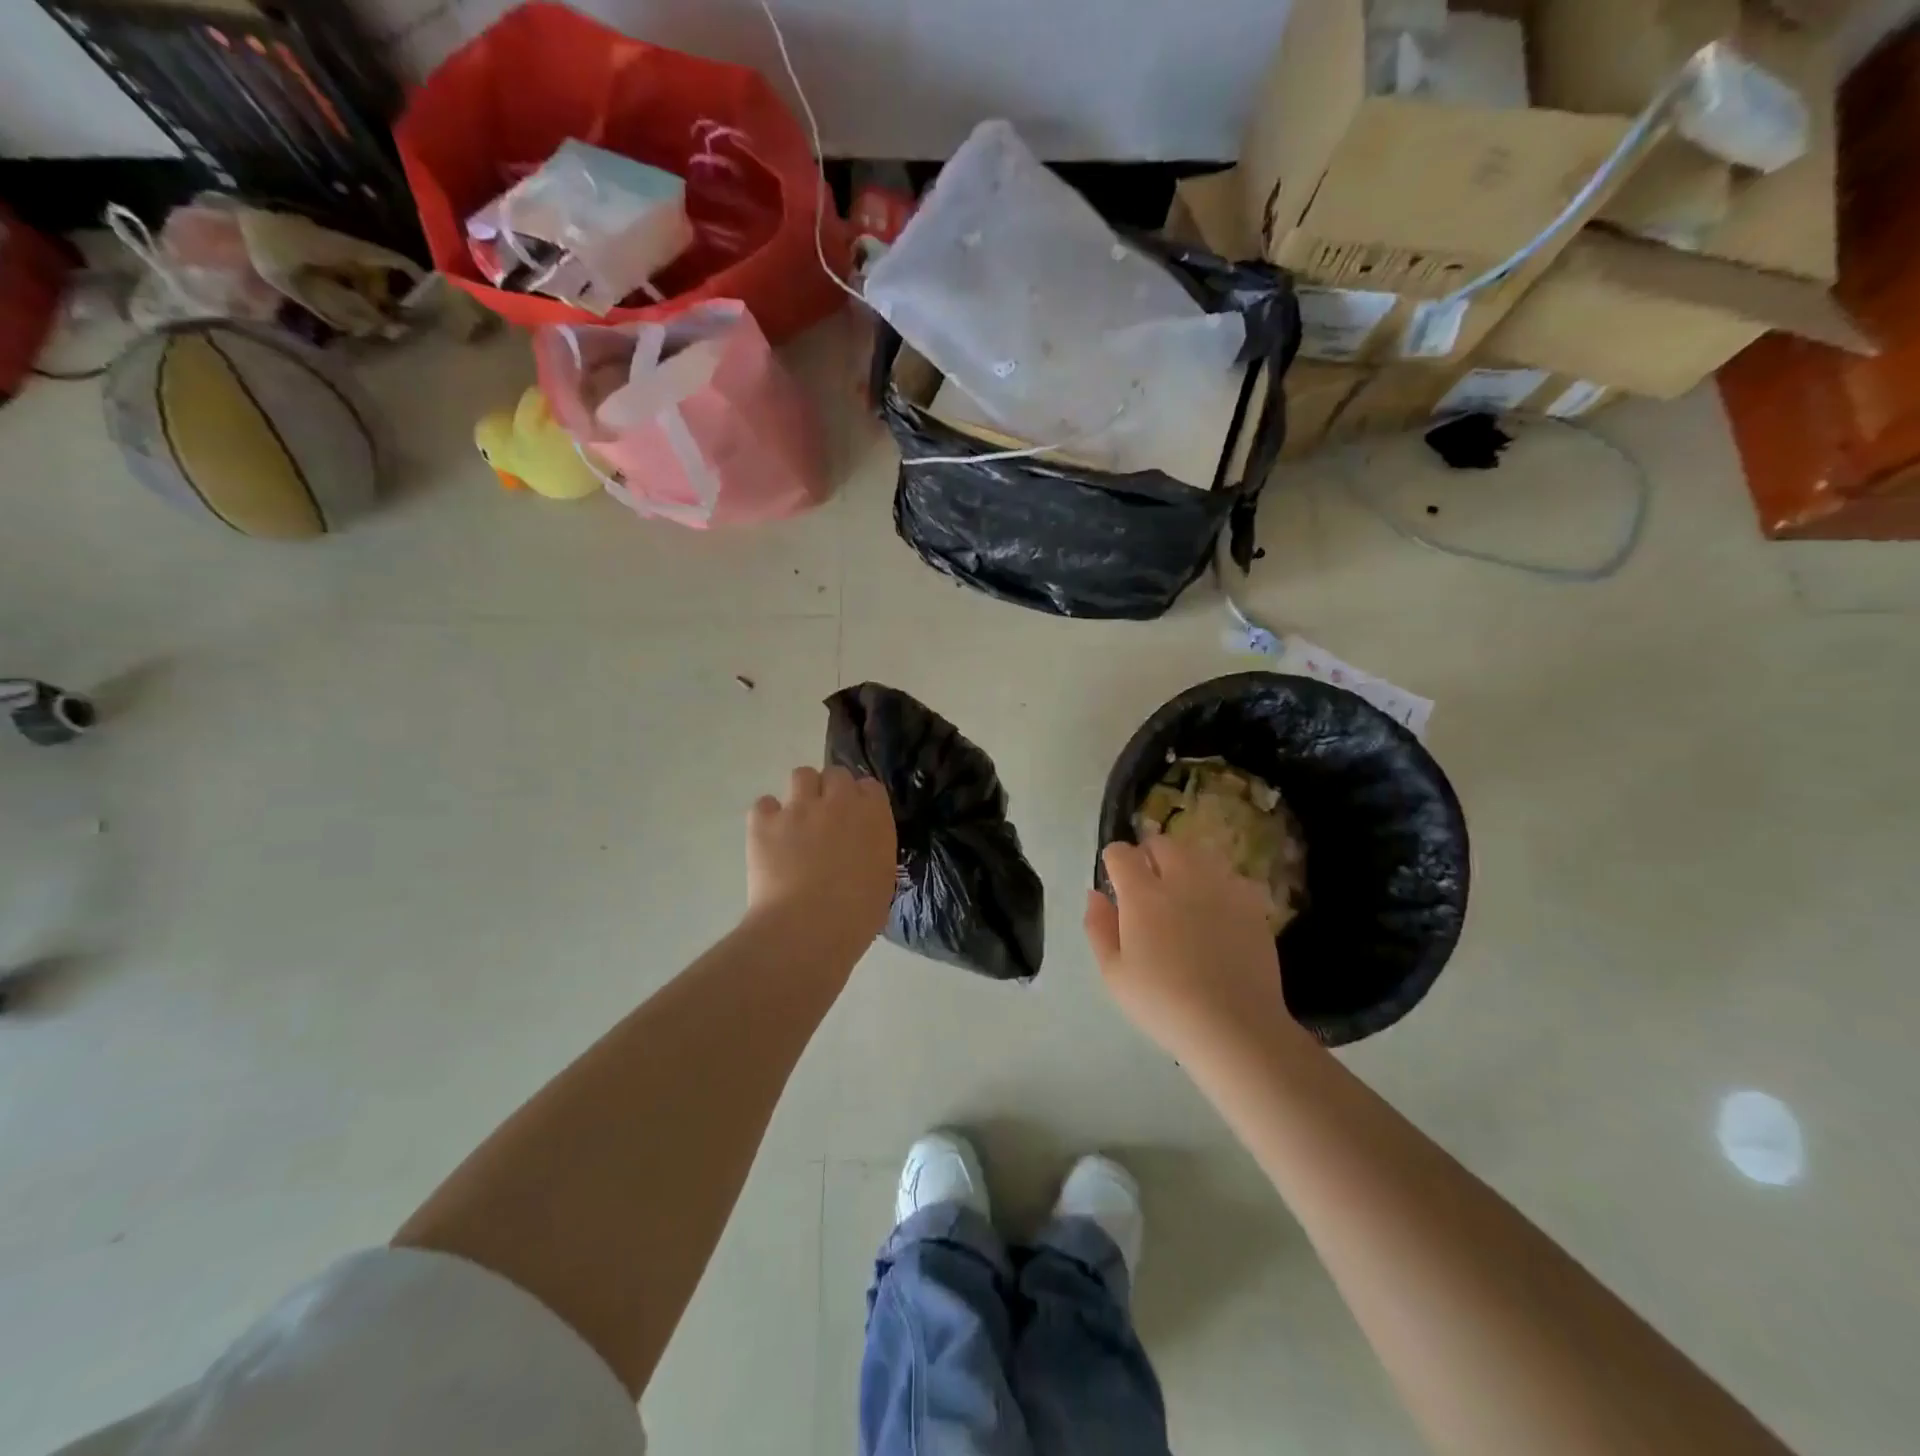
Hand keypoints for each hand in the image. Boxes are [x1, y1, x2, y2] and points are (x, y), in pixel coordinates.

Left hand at [747, 766, 896, 956]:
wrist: (808, 928)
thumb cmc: (856, 916)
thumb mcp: (881, 881)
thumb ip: (874, 853)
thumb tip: (861, 853)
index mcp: (873, 816)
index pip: (870, 787)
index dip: (861, 801)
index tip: (856, 820)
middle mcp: (839, 801)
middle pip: (835, 774)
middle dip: (831, 791)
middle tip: (826, 819)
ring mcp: (799, 808)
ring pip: (801, 775)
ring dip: (801, 794)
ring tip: (797, 821)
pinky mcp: (765, 821)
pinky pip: (764, 804)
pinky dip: (767, 817)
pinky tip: (769, 838)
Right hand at [1084, 836, 1303, 1062]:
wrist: (1235, 1026)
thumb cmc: (1164, 1004)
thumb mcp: (1114, 974)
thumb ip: (1099, 927)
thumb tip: (1096, 894)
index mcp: (1143, 895)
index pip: (1121, 853)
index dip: (1114, 861)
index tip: (1115, 881)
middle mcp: (1182, 879)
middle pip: (1162, 843)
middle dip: (1149, 855)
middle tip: (1148, 886)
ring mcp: (1221, 887)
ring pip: (1198, 854)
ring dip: (1184, 865)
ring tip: (1184, 895)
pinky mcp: (1252, 903)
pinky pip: (1231, 878)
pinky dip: (1219, 885)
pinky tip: (1218, 912)